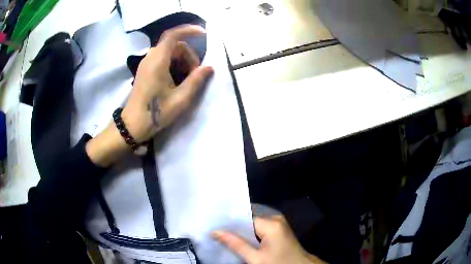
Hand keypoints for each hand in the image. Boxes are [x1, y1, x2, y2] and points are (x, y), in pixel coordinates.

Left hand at [86, 25, 212, 166]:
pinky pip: (163, 59)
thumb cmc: (156, 113)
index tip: (204, 34)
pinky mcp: (145, 70)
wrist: (133, 125)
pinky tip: (177, 80)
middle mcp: (150, 57)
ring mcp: (146, 64)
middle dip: (188, 55)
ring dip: (182, 60)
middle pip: (174, 45)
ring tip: (187, 79)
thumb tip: (209, 67)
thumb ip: (196, 80)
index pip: (173, 35)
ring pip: (169, 52)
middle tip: (196, 74)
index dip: (189, 30)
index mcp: (158, 61)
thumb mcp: (180, 99)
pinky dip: (174, 64)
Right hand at [212, 216, 326, 263]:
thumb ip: (236, 244)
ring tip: (223, 233)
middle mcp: (275, 218)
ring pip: (253, 223)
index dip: (229, 222)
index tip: (213, 223)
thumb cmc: (278, 263)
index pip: (244, 217)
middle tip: (216, 229)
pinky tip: (239, 238)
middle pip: (248, 218)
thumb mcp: (255, 258)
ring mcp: (278, 223)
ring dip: (241, 230)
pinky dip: (250, 233)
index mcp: (271, 222)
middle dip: (234, 225)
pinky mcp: (278, 228)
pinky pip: (260, 227)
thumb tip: (215, 231)